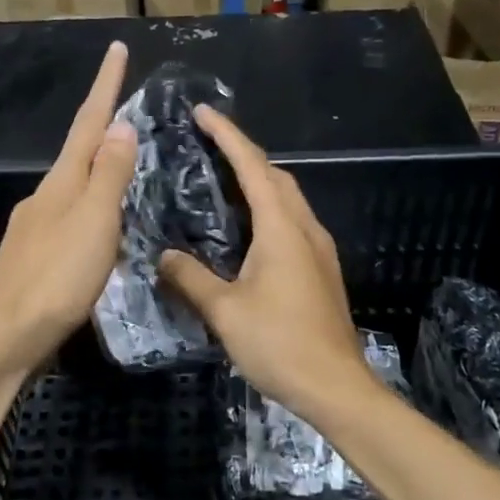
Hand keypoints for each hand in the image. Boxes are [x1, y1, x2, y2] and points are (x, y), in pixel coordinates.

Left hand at [0, 42, 136, 376]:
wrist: (5, 337)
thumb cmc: (57, 278)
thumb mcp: (93, 223)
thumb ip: (109, 176)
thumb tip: (120, 124)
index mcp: (62, 183)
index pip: (89, 123)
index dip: (106, 86)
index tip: (117, 49)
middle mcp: (45, 196)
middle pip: (79, 151)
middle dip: (102, 124)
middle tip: (128, 107)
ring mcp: (36, 226)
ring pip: (74, 185)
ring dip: (98, 166)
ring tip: (125, 162)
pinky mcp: (35, 256)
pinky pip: (70, 214)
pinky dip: (92, 204)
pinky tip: (101, 225)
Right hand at [158, 106, 378, 419]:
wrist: (337, 387)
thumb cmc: (280, 344)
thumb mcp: (225, 311)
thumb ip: (191, 278)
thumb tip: (163, 256)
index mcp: (282, 229)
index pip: (252, 167)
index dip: (228, 135)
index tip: (204, 112)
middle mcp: (304, 229)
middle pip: (276, 175)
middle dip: (244, 152)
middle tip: (210, 141)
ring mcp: (318, 249)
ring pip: (288, 198)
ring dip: (260, 179)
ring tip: (225, 176)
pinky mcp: (321, 270)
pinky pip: (292, 221)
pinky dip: (269, 207)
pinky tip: (250, 226)